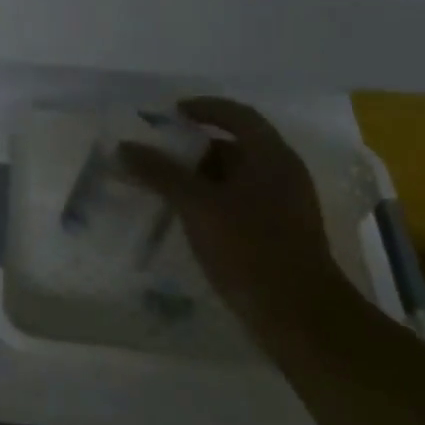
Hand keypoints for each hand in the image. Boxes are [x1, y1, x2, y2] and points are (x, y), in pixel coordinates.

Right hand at [120, 97, 340, 322]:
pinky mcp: (280, 234)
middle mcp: (283, 173)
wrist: (299, 316)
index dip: (204, 108)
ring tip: (164, 187)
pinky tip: (188, 219)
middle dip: (195, 148)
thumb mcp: (198, 206)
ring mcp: (285, 205)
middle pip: (235, 146)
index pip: (237, 115)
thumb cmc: (250, 248)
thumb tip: (125, 146)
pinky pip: (241, 203)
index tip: (171, 113)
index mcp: (271, 155)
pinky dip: (213, 202)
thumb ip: (160, 173)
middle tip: (158, 154)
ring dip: (201, 178)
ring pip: (237, 178)